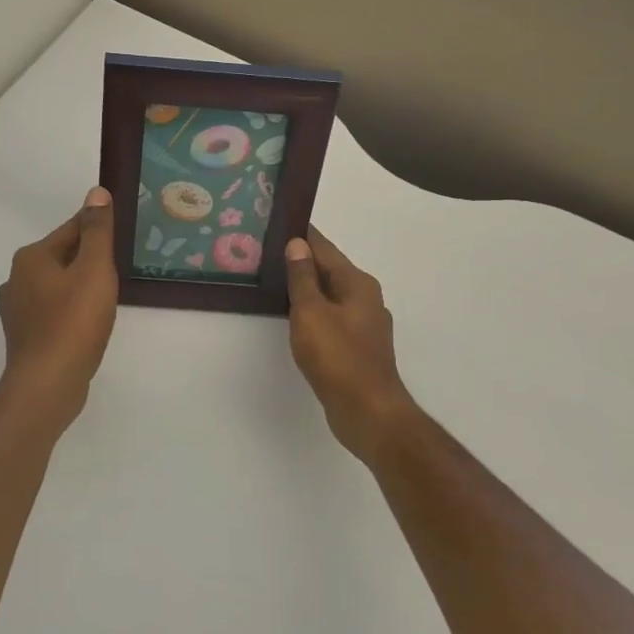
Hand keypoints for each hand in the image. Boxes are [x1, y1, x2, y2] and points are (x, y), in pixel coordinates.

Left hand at [0, 187, 120, 420]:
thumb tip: (96, 192)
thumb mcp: (94, 269)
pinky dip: (70, 309)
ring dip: (78, 284)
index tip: (119, 233)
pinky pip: (52, 310)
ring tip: (107, 294)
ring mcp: (17, 310)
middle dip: (88, 257)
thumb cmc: (74, 322)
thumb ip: (97, 230)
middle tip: (119, 266)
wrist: (47, 384)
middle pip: (61, 256)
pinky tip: (87, 321)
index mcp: (31, 257)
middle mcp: (16, 279)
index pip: (71, 229)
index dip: (97, 229)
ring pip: (56, 285)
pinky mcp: (24, 336)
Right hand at [284, 231, 417, 466]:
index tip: (277, 222)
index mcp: (357, 283)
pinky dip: (312, 311)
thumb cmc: (338, 357)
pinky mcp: (358, 347)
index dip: (301, 235)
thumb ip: (303, 277)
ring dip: (306, 287)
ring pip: (330, 295)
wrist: (367, 411)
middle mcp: (365, 298)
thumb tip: (297, 244)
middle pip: (329, 270)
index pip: (325, 248)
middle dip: (301, 260)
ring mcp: (364, 324)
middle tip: (266, 252)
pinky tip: (293, 317)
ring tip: (274, 281)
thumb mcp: (312, 312)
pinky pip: (331, 317)